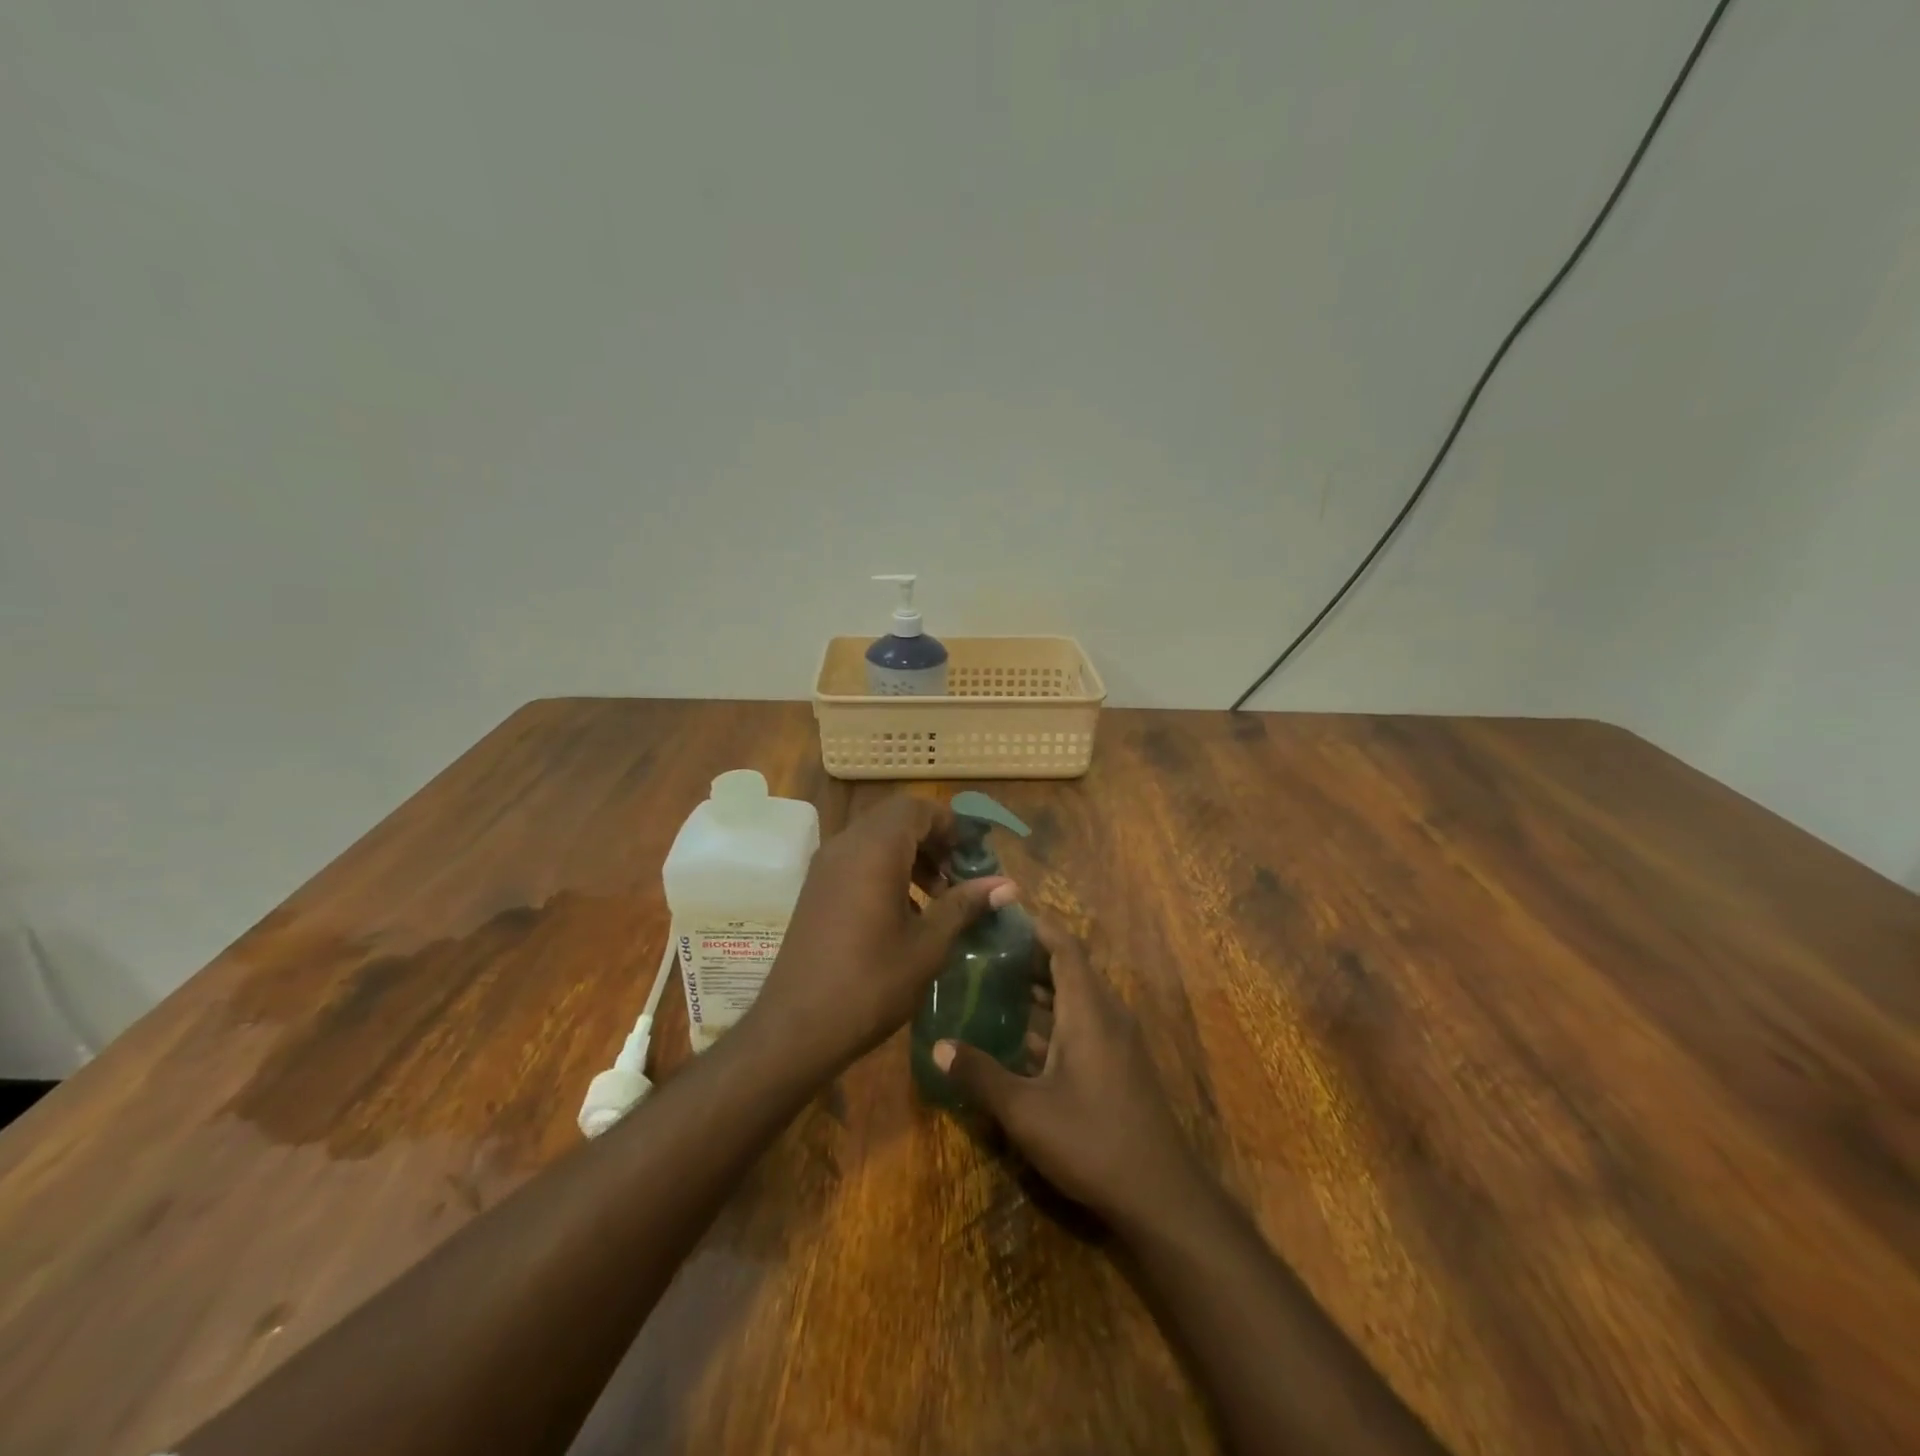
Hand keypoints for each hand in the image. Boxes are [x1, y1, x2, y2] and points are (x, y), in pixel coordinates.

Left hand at [749, 794, 1015, 1076]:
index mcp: (875, 850)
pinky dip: (885, 869)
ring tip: (937, 896)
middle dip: (932, 839)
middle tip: (959, 875)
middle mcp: (846, 845)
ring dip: (910, 855)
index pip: (917, 808)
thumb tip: (1009, 885)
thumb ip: (965, 905)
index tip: (975, 856)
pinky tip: (904, 912)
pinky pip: (857, 859)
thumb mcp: (928, 945)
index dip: (950, 825)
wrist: (796, 1028)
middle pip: (896, 819)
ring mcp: (825, 866)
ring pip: (876, 838)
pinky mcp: (816, 888)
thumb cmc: (870, 984)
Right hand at [933, 915, 1203, 1226]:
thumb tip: (938, 1046)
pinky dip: (1053, 1017)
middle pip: (1069, 968)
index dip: (1036, 926)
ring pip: (1076, 997)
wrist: (1161, 1195)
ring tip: (994, 985)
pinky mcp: (1120, 1064)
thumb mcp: (1026, 1111)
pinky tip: (1021, 1035)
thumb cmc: (1092, 1141)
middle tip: (983, 952)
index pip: (1065, 946)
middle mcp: (1107, 1014)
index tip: (1001, 916)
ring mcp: (1117, 1040)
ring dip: (1040, 989)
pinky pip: (1084, 1021)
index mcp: (1089, 1010)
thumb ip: (981, 1075)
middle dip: (1029, 956)